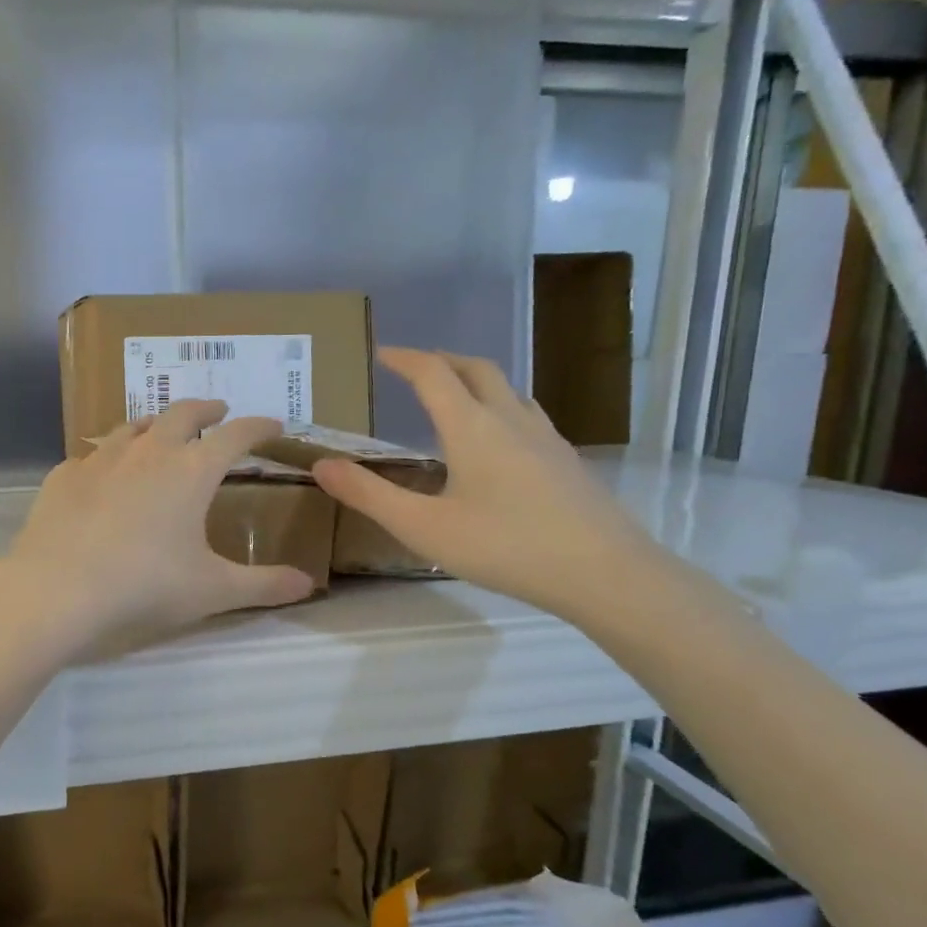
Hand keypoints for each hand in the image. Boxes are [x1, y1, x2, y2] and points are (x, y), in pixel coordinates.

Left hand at [0, 400, 315, 656]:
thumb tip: (309, 585)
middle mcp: (148, 452)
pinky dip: (109, 457)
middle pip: (182, 413)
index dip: (258, 426)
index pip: (235, 436)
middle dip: (206, 408)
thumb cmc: (144, 585)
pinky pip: (92, 455)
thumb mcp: (212, 590)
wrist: (58, 588)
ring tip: (162, 429)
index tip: (273, 424)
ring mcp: (101, 458)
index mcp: (191, 471)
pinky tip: (104, 472)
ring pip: (134, 426)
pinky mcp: (64, 475)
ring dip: (156, 423)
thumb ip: (263, 585)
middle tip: (218, 409)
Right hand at [312, 348, 660, 620]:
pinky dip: (500, 406)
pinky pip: (526, 414)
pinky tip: (499, 440)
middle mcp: (510, 420)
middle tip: (415, 366)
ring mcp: (546, 438)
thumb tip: (321, 464)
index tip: (382, 353)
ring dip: (475, 379)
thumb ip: (369, 495)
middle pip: (477, 369)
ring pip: (508, 389)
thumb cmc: (505, 546)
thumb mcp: (423, 527)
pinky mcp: (566, 461)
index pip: (433, 373)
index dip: (404, 358)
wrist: (604, 573)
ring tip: (454, 395)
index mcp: (472, 427)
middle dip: (442, 359)